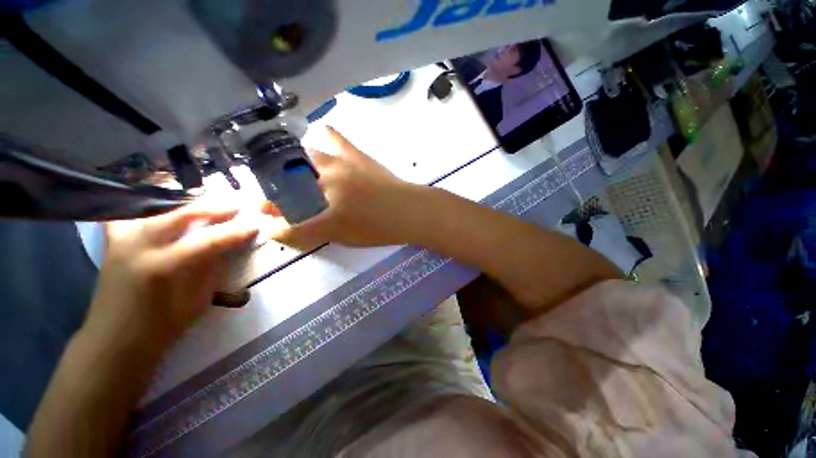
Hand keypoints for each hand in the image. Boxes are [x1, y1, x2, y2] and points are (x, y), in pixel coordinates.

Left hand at [85, 203, 258, 352]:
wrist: (114, 340)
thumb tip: (228, 247)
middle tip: (234, 205)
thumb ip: (211, 270)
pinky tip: (161, 204)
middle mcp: (140, 248)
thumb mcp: (197, 301)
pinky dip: (146, 206)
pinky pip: (128, 214)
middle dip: (211, 208)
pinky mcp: (112, 242)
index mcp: (163, 268)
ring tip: (203, 199)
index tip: (255, 225)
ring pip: (153, 208)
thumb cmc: (161, 327)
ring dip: (182, 202)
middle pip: (179, 215)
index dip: (234, 232)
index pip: (207, 241)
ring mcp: (121, 241)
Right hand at [266, 127, 420, 248]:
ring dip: (289, 166)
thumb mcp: (342, 236)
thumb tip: (281, 229)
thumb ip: (309, 232)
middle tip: (274, 200)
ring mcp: (340, 163)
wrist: (410, 210)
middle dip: (272, 192)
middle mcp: (325, 180)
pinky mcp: (354, 153)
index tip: (266, 222)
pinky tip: (320, 144)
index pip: (286, 214)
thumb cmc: (379, 228)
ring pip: (301, 156)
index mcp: (324, 206)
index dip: (272, 221)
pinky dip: (322, 138)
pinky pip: (333, 136)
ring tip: (291, 175)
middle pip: (285, 181)